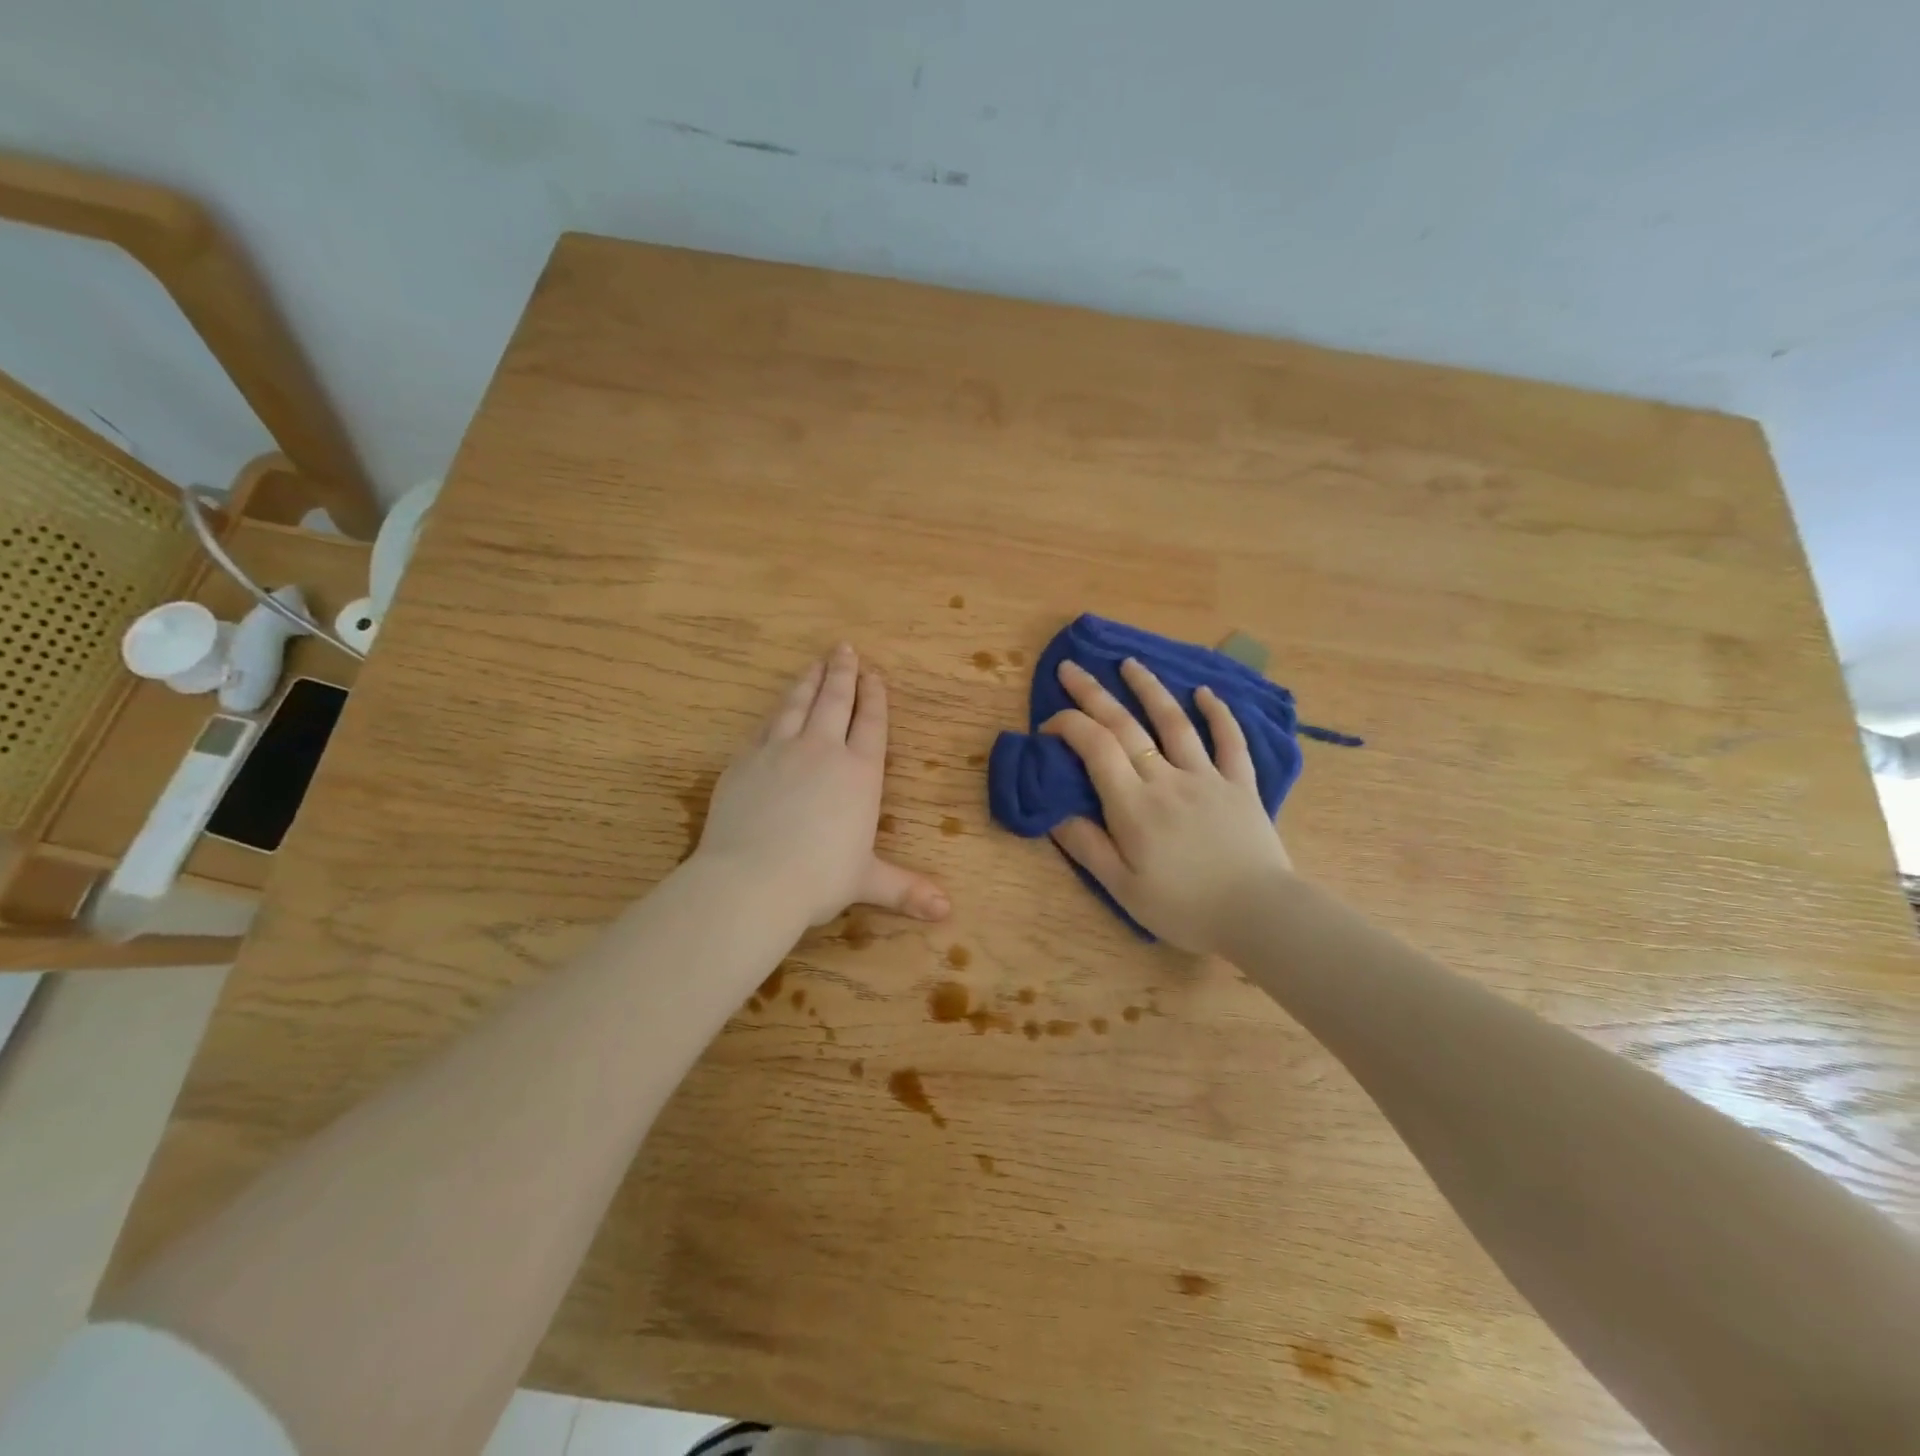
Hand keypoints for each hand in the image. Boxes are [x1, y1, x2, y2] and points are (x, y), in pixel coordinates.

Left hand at [692, 644, 949, 927]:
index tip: (874, 674)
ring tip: (815, 663)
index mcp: (859, 773)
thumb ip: (905, 890)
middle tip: (845, 648)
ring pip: (797, 704)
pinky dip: (776, 713)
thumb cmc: (819, 879)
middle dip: (843, 673)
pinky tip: (776, 710)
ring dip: (808, 681)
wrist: (751, 880)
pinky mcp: (744, 761)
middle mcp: (822, 750)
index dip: (874, 697)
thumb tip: (946, 912)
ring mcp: (779, 751)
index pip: (870, 723)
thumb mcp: (866, 882)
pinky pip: (764, 727)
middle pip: (835, 700)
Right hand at [1042, 657, 1291, 952]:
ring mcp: (1207, 776)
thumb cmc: (1184, 907)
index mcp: (1133, 805)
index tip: (1049, 725)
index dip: (1068, 725)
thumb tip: (1054, 812)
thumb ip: (1087, 846)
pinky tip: (1206, 693)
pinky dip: (1219, 714)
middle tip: (1071, 667)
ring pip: (1174, 721)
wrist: (1259, 916)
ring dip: (1149, 688)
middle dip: (1093, 693)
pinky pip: (1230, 741)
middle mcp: (1166, 778)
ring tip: (1130, 663)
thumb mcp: (1123, 888)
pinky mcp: (1241, 784)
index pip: (1095, 746)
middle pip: (1125, 725)